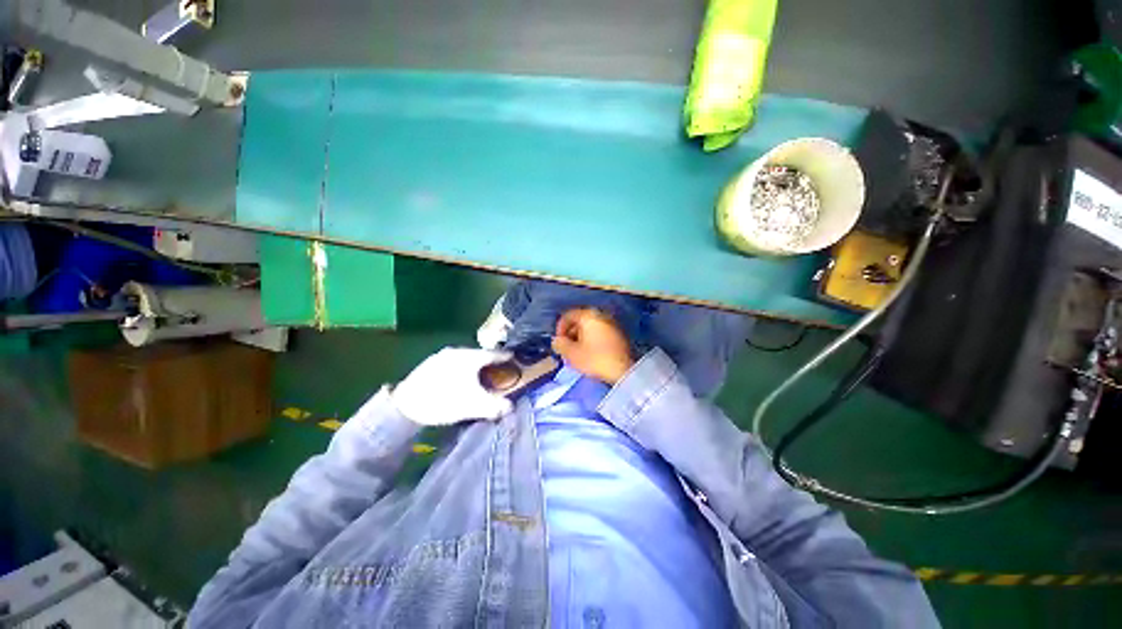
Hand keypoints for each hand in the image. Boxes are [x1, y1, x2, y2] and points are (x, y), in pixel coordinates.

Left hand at [392, 348, 513, 425]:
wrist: (405, 405)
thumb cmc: (446, 401)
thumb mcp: (475, 406)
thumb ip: (496, 406)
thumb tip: (510, 407)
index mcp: (471, 357)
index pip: (494, 354)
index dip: (505, 356)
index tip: (514, 357)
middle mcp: (457, 351)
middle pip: (479, 354)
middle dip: (489, 361)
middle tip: (497, 369)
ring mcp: (441, 356)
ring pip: (464, 358)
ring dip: (473, 365)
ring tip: (478, 375)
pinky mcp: (428, 364)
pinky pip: (452, 363)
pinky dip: (460, 368)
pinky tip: (457, 379)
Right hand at [551, 308, 634, 383]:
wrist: (624, 370)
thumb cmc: (595, 359)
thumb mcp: (571, 353)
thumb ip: (560, 344)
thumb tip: (557, 341)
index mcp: (588, 315)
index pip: (568, 315)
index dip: (559, 328)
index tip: (559, 343)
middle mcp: (601, 315)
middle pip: (579, 320)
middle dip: (570, 334)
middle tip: (567, 349)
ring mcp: (612, 324)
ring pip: (590, 327)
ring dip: (581, 338)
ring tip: (577, 353)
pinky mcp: (619, 334)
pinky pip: (600, 333)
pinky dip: (592, 340)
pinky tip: (591, 354)